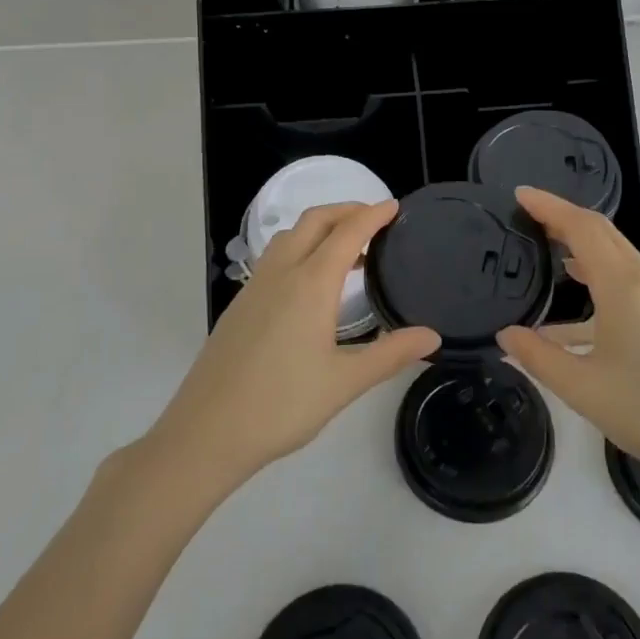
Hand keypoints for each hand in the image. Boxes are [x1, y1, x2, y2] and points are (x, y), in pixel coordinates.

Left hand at [152, 201, 438, 488]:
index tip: (395, 206)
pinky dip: (300, 248)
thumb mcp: (345, 382)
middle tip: (375, 220)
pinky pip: (275, 258)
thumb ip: (391, 354)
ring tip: (347, 250)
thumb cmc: (282, 405)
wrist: (207, 432)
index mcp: (310, 284)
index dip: (373, 215)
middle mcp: (281, 273)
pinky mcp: (240, 305)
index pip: (347, 233)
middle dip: (346, 210)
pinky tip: (310, 283)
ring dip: (320, 228)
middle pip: (315, 221)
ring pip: (290, 236)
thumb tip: (432, 336)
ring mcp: (255, 286)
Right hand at [497, 187, 639, 497]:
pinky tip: (574, 313)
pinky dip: (599, 278)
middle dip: (565, 218)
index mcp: (625, 286)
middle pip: (603, 232)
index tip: (520, 194)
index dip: (550, 206)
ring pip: (617, 256)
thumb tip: (506, 334)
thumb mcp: (583, 389)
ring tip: (547, 250)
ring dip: (582, 246)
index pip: (582, 227)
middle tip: (527, 215)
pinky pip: (629, 282)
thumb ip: (538, 356)